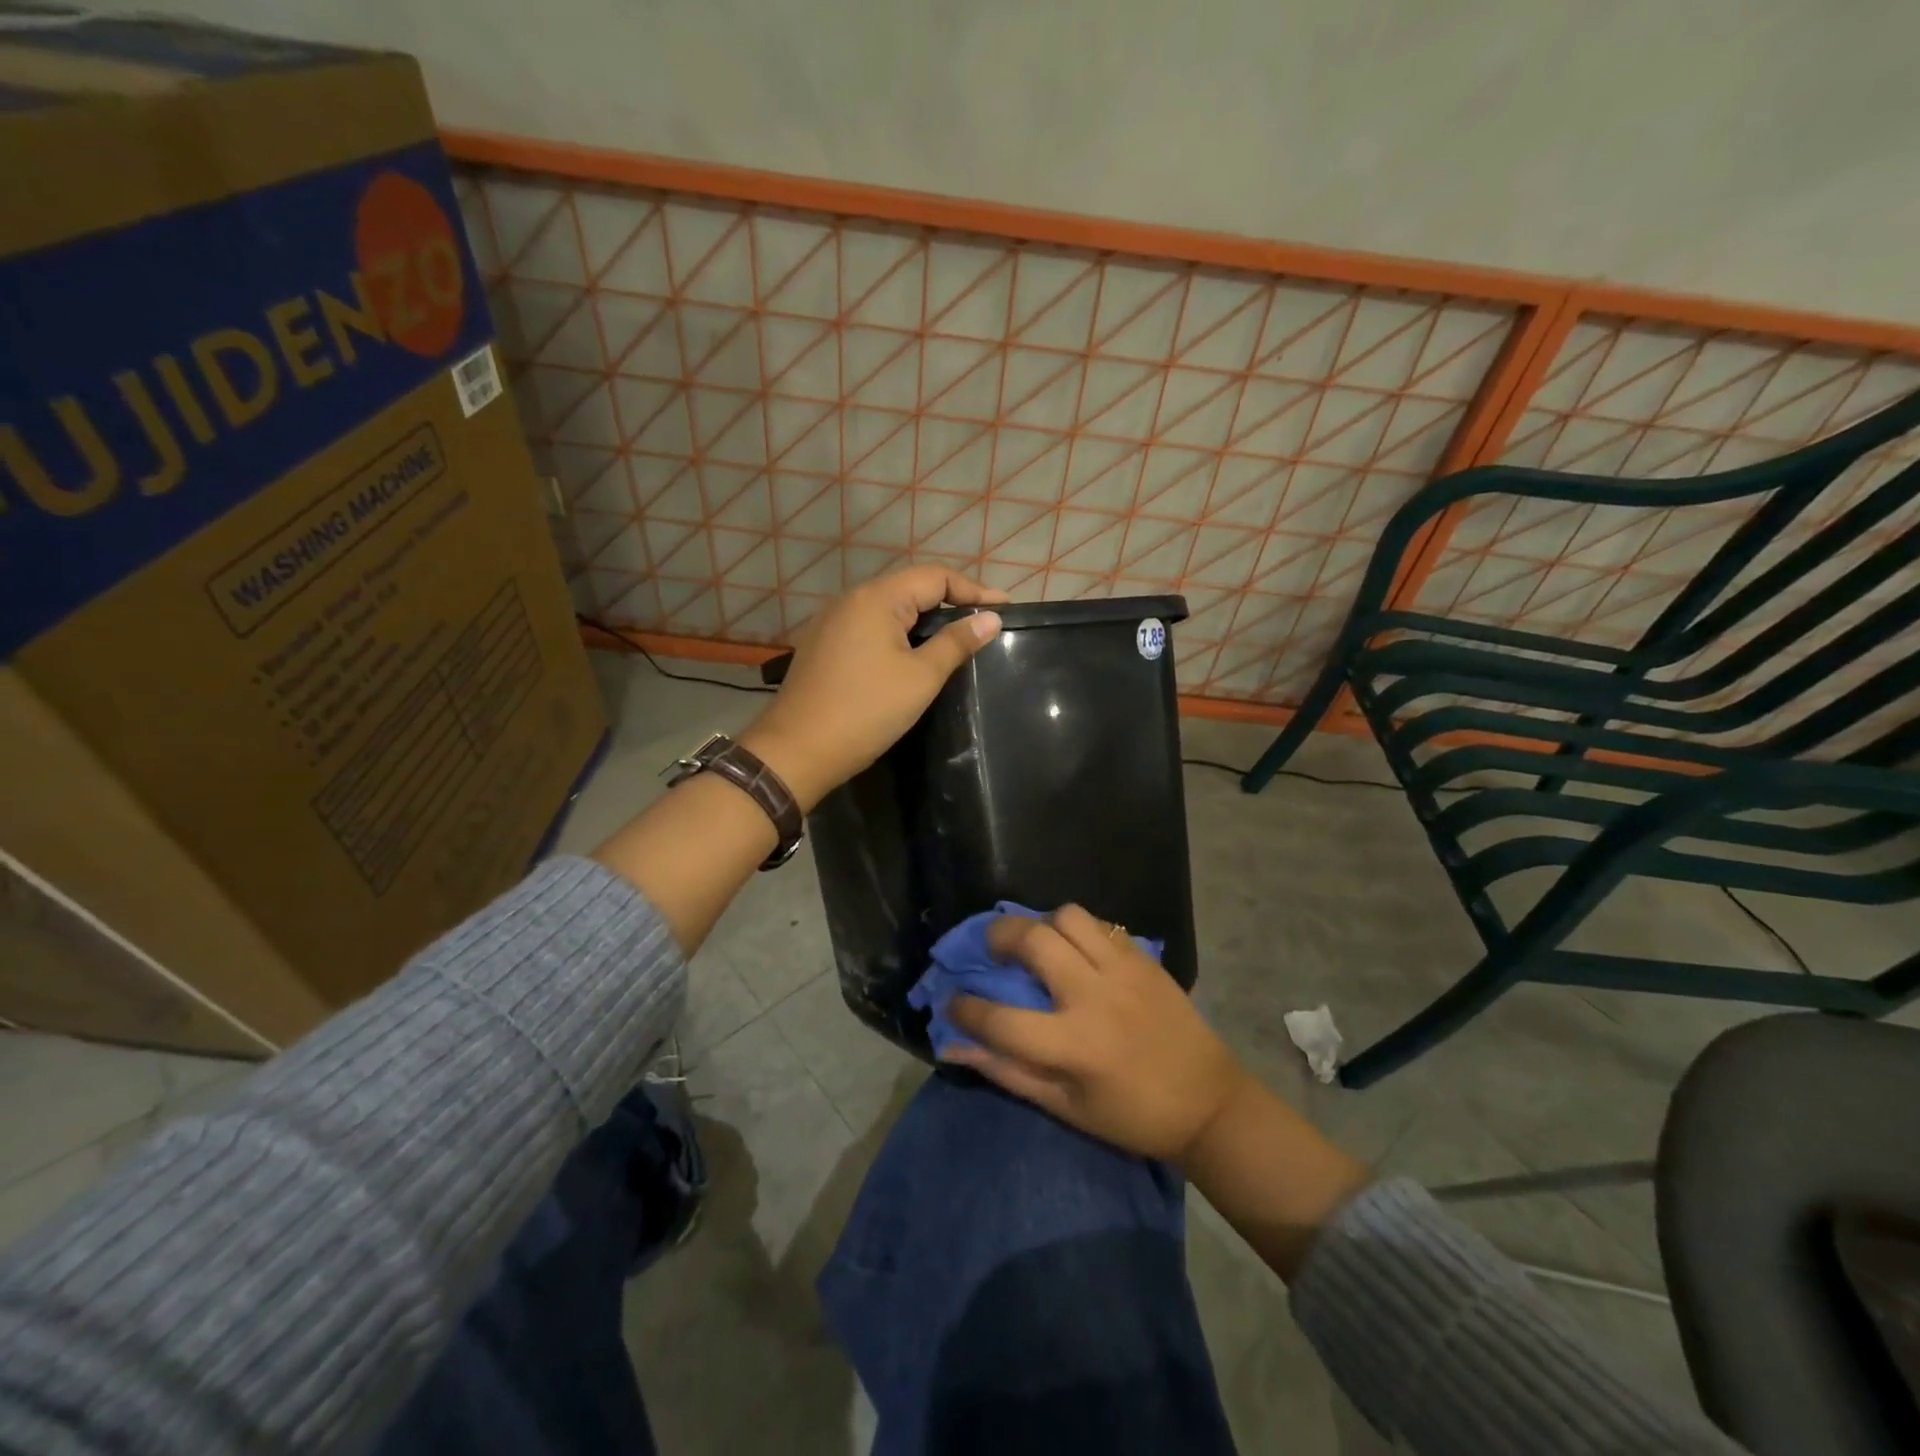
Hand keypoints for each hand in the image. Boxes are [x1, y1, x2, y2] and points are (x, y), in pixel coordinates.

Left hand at [740, 566, 1006, 810]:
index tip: (1006, 608)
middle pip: (910, 588)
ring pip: (889, 608)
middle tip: (984, 623)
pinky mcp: (824, 645)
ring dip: (924, 619)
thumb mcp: (920, 678)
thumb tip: (991, 618)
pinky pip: (870, 627)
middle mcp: (851, 599)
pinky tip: (913, 654)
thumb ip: (956, 642)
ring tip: (956, 638)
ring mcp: (832, 622)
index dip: (974, 590)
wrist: (797, 751)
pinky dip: (898, 634)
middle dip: (950, 601)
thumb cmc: (865, 711)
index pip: (935, 576)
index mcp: (876, 598)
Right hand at [942, 906, 1250, 1164]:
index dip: (964, 1007)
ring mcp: (1124, 970)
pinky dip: (1076, 928)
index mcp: (1074, 1046)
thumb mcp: (1064, 1107)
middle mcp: (1095, 997)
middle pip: (1033, 941)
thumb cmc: (1130, 1116)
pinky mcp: (1144, 958)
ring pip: (1068, 917)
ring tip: (1036, 942)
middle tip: (990, 948)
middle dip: (998, 936)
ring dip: (1042, 923)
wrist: (1207, 1103)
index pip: (999, 1018)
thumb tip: (954, 1047)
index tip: (952, 1001)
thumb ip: (1007, 1072)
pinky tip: (1073, 947)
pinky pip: (1100, 923)